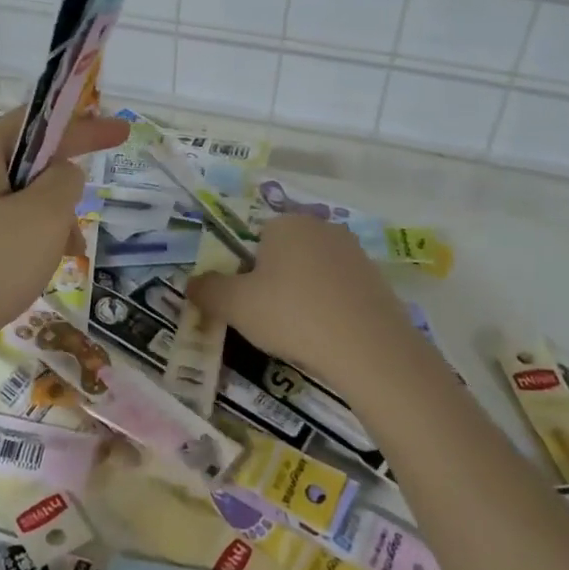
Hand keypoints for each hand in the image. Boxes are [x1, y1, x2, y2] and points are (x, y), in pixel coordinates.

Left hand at [0, 107, 127, 369]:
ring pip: (19, 203)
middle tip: (74, 234)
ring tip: (53, 265)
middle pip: (31, 165)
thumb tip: (62, 173)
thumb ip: (65, 182)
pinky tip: (28, 280)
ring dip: (47, 227)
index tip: (123, 131)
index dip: (87, 125)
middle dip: (62, 195)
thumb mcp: (42, 217)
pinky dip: (25, 247)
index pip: (43, 121)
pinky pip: (0, 231)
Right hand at [187, 215, 423, 400]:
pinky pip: (341, 289)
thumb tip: (191, 283)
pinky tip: (330, 336)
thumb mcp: (235, 306)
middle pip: (285, 254)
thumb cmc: (292, 315)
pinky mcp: (377, 278)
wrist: (368, 346)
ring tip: (302, 333)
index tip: (250, 304)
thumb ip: (208, 290)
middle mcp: (320, 226)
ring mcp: (353, 251)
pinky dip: (331, 307)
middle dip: (276, 282)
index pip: (255, 241)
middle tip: (272, 320)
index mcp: (285, 223)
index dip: (247, 274)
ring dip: (304, 295)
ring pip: (314, 272)